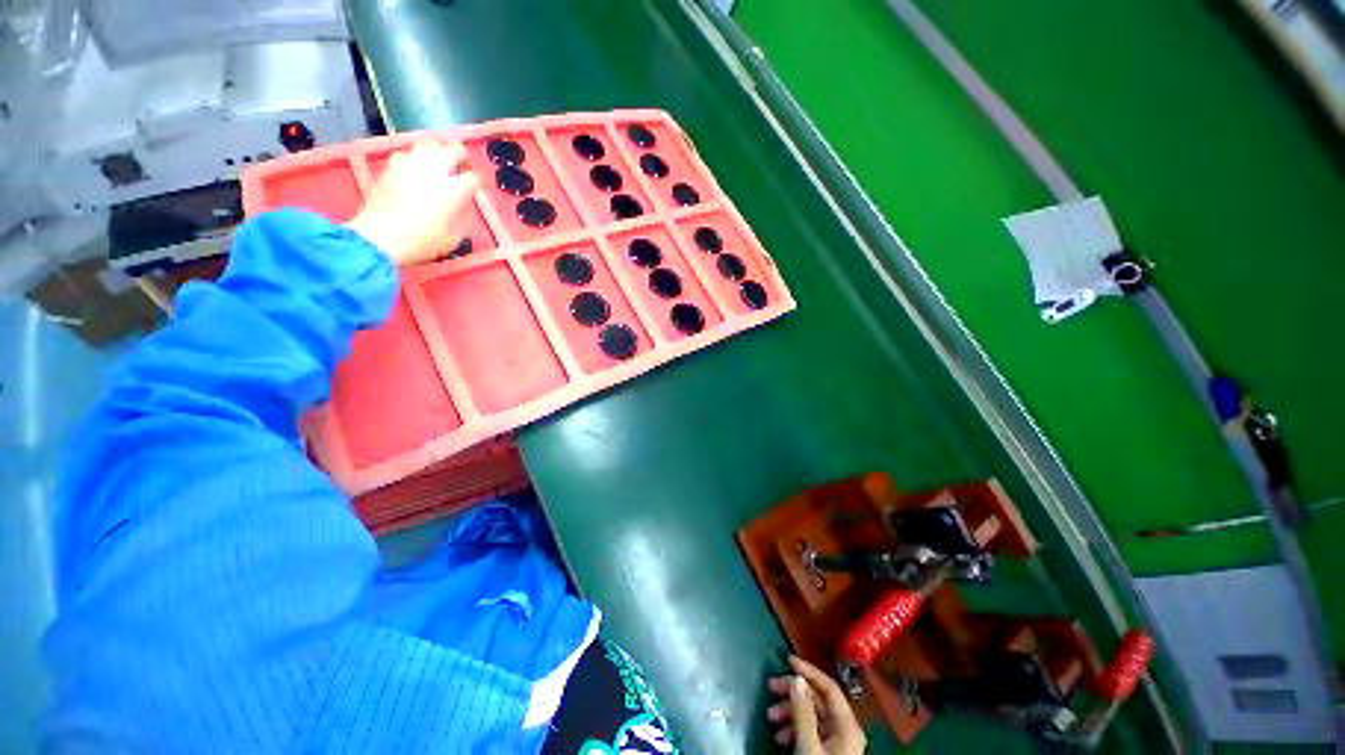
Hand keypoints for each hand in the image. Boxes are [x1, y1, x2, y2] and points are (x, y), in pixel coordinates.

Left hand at [345, 141, 479, 265]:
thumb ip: (463, 218)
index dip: (478, 182)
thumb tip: (464, 207)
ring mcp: (410, 166)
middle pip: (452, 150)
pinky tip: (414, 167)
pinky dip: (414, 157)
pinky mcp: (391, 168)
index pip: (473, 178)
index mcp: (453, 190)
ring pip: (429, 145)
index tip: (479, 188)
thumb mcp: (453, 238)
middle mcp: (433, 171)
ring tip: (440, 160)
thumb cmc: (422, 241)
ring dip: (438, 151)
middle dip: (461, 156)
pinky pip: (406, 154)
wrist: (381, 237)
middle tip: (462, 165)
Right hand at [767, 656, 865, 753]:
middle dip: (793, 693)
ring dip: (790, 712)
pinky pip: (811, 731)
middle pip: (818, 700)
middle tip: (771, 688)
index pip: (829, 687)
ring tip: (771, 717)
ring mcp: (838, 742)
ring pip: (812, 716)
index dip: (809, 671)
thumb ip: (803, 712)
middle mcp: (845, 730)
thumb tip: (797, 678)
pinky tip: (780, 736)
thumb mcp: (808, 745)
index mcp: (847, 725)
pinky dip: (794, 728)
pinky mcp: (829, 753)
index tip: (787, 660)